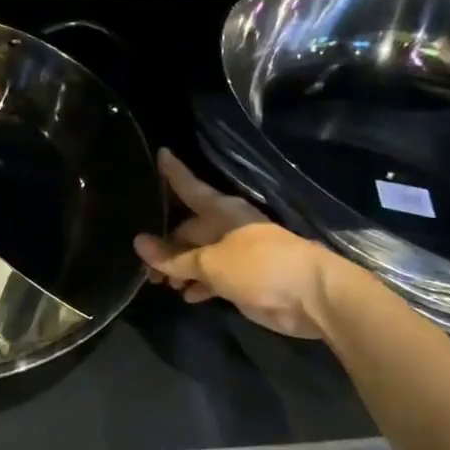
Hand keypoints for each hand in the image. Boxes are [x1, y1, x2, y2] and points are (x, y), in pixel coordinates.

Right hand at [133, 148, 353, 339]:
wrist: (311, 297)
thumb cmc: (258, 266)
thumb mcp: (209, 262)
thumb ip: (173, 257)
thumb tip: (138, 243)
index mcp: (219, 210)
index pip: (188, 185)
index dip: (172, 172)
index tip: (160, 152)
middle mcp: (225, 226)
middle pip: (187, 228)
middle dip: (164, 245)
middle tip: (142, 265)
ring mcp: (236, 252)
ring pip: (197, 254)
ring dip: (178, 268)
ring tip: (158, 284)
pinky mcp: (244, 277)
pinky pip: (212, 275)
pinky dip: (198, 284)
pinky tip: (186, 296)